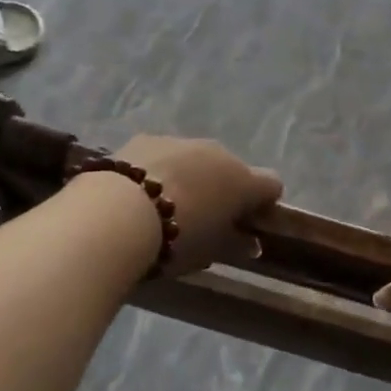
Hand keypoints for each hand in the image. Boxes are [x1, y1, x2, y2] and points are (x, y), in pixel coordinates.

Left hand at [115, 135, 281, 275]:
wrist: (119, 213)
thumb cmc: (176, 239)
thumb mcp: (210, 252)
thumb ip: (236, 244)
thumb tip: (251, 242)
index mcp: (243, 180)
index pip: (271, 185)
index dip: (263, 204)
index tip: (248, 224)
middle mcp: (218, 152)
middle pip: (231, 169)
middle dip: (222, 189)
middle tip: (203, 220)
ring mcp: (182, 141)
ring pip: (196, 159)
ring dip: (190, 177)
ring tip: (165, 207)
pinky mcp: (147, 139)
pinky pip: (164, 156)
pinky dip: (160, 170)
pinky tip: (139, 194)